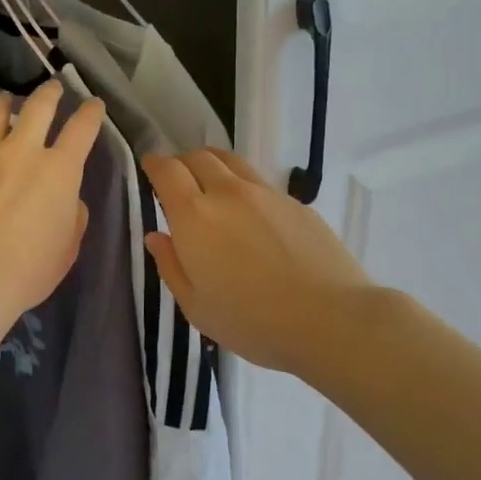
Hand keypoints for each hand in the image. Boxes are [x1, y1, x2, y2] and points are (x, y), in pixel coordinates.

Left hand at [0, 80, 104, 317]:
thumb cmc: (28, 270)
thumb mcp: (67, 248)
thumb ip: (73, 216)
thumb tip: (67, 199)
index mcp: (60, 171)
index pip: (82, 129)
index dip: (91, 113)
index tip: (93, 105)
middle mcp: (22, 151)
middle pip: (39, 105)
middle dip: (50, 93)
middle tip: (52, 89)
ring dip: (5, 103)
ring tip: (5, 102)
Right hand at [142, 148, 372, 375]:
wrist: (330, 319)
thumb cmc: (252, 322)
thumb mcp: (196, 307)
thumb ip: (171, 266)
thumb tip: (156, 236)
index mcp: (195, 216)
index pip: (167, 170)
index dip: (154, 164)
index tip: (150, 168)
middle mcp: (228, 193)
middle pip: (199, 157)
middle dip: (182, 163)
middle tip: (178, 182)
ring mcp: (266, 194)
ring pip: (231, 162)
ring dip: (213, 166)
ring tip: (211, 187)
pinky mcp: (296, 203)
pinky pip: (260, 183)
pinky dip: (243, 187)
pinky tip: (251, 215)